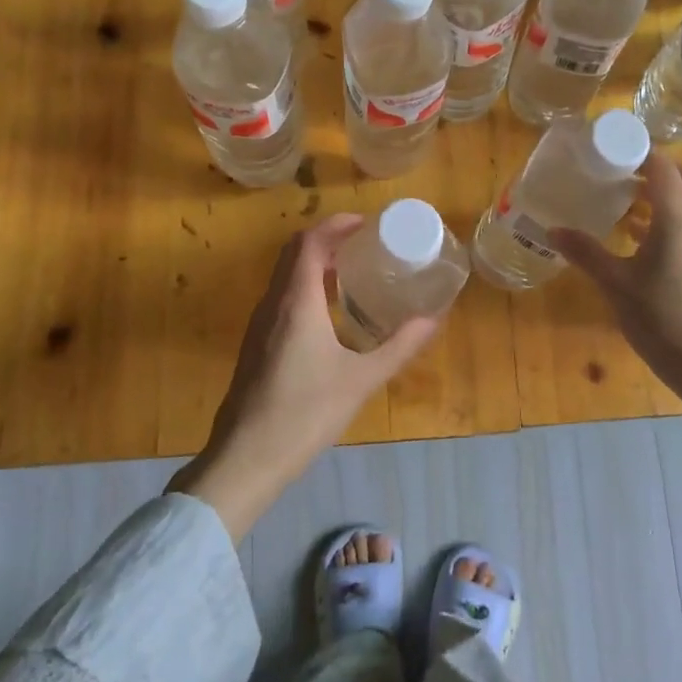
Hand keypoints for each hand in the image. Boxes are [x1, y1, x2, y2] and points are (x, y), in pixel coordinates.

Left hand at [170, 214, 438, 538]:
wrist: (246, 457)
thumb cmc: (306, 413)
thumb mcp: (362, 379)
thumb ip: (400, 346)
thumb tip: (435, 319)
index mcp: (296, 302)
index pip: (309, 242)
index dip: (336, 224)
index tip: (367, 223)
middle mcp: (273, 304)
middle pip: (294, 252)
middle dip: (328, 239)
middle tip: (365, 243)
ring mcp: (260, 325)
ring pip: (284, 276)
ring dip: (314, 262)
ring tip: (352, 271)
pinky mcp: (256, 345)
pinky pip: (281, 298)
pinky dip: (305, 287)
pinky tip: (329, 313)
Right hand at [550, 153, 681, 487]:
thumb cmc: (660, 318)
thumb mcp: (615, 284)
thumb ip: (586, 252)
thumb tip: (551, 229)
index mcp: (675, 219)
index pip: (662, 167)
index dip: (639, 151)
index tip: (610, 149)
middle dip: (656, 166)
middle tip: (620, 171)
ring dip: (663, 191)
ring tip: (626, 200)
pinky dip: (668, 216)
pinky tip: (640, 235)